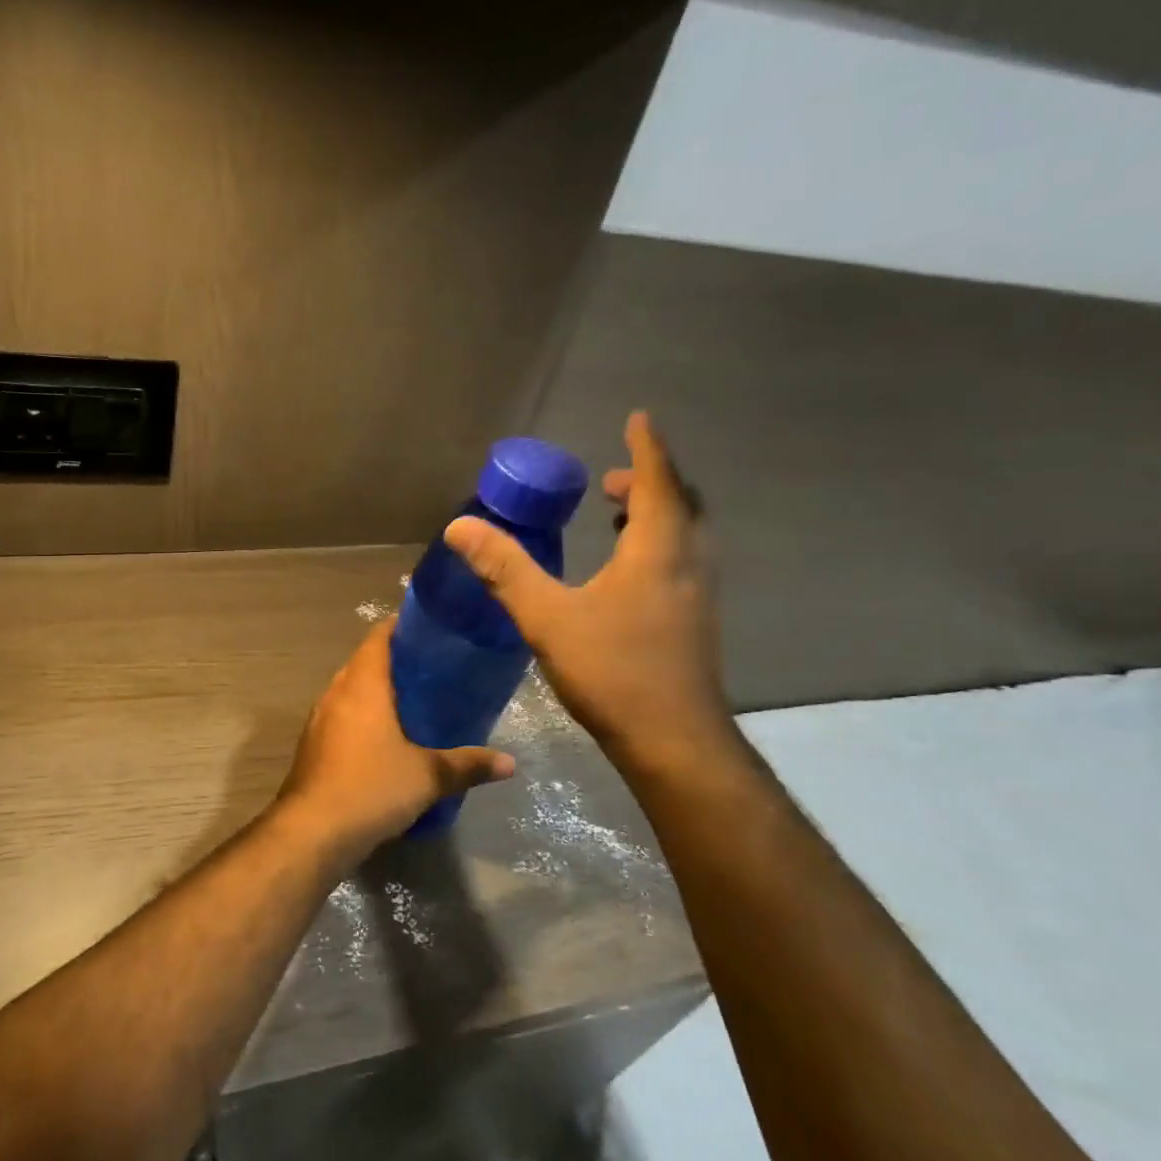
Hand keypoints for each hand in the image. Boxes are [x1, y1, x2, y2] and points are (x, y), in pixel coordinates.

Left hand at [274, 620, 514, 862]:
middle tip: (430, 667)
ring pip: (350, 691)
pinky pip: (341, 716)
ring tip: (412, 700)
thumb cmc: (371, 788)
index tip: (428, 628)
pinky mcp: (312, 746)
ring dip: (376, 691)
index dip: (400, 626)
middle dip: (393, 660)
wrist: (311, 831)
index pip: (378, 637)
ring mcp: (319, 720)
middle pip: (363, 662)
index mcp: (362, 685)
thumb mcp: (427, 776)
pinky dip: (362, 716)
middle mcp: (336, 693)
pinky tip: (385, 738)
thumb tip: (511, 763)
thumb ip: (468, 765)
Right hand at [444, 411, 733, 772]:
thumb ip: (504, 569)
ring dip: (657, 514)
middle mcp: (689, 563)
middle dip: (649, 481)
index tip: (639, 418)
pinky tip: (628, 574)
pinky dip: (659, 546)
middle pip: (680, 504)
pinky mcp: (697, 622)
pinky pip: (683, 562)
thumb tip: (460, 527)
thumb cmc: (612, 670)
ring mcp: (700, 595)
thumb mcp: (547, 616)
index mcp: (658, 549)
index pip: (656, 480)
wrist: (673, 741)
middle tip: (613, 478)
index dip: (646, 447)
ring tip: (619, 515)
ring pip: (686, 535)